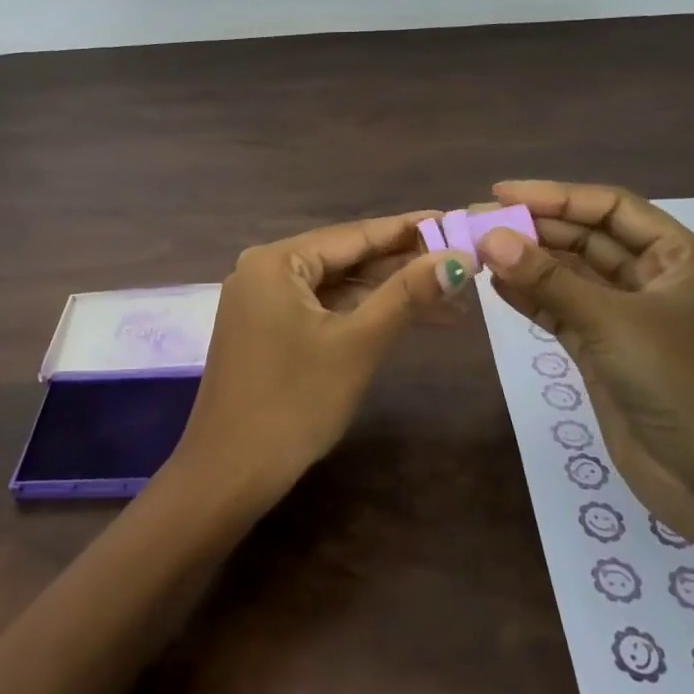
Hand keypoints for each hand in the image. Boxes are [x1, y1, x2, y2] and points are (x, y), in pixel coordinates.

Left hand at [167, 212, 472, 507]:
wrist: (230, 473)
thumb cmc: (294, 402)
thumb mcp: (357, 344)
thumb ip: (407, 295)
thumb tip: (460, 257)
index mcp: (276, 261)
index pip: (353, 234)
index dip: (408, 230)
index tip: (455, 220)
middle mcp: (263, 271)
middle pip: (345, 259)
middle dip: (403, 266)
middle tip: (462, 264)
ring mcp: (261, 303)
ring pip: (336, 288)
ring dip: (387, 295)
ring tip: (451, 299)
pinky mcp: (266, 332)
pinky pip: (321, 311)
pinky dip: (360, 315)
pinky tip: (403, 319)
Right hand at [475, 180, 693, 543]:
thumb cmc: (682, 385)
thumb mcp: (613, 323)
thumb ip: (549, 280)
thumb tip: (492, 237)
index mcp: (679, 259)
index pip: (611, 209)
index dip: (556, 196)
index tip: (501, 194)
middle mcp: (654, 282)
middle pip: (587, 240)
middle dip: (535, 230)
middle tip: (477, 224)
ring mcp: (628, 320)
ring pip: (571, 277)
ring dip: (528, 264)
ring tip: (477, 251)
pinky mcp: (605, 353)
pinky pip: (562, 313)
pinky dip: (531, 300)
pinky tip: (496, 287)